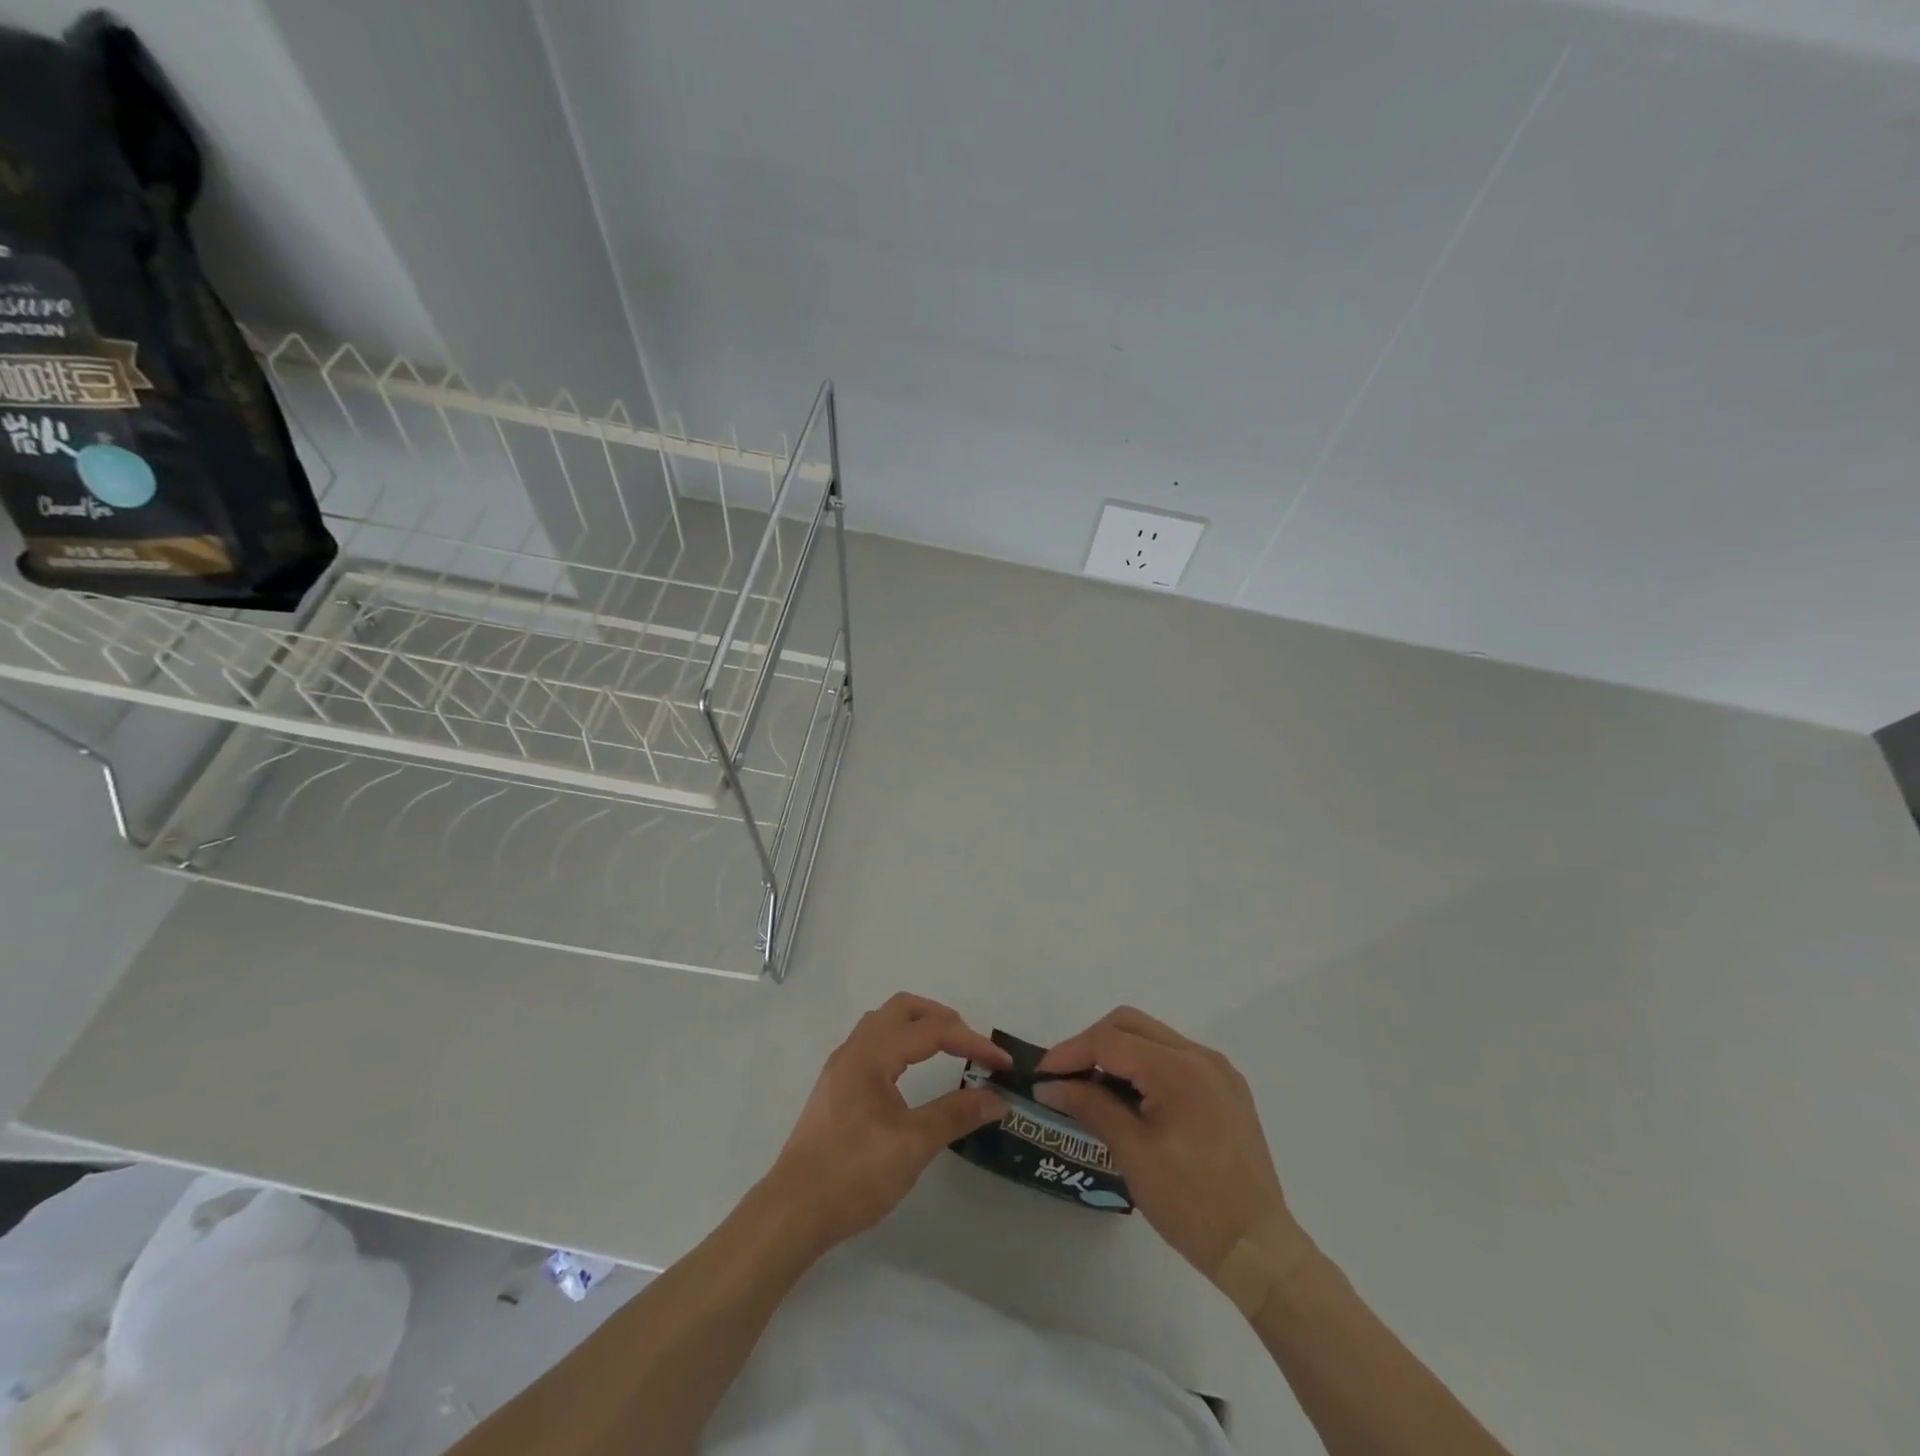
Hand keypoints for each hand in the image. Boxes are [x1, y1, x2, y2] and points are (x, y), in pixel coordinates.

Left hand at [766, 994, 1009, 1252]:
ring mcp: (841, 1068)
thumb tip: (998, 1098)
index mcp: (871, 1055)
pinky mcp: (836, 1088)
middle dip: (942, 1018)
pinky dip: (901, 1044)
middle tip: (972, 1045)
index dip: (971, 1042)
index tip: (1002, 1063)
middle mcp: (854, 1050)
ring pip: (884, 1024)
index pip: (930, 1031)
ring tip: (948, 1050)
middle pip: (902, 1009)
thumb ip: (956, 1114)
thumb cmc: (853, 1174)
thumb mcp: (913, 1145)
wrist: (792, 1213)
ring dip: (919, 1027)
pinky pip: (874, 1044)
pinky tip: (913, 1072)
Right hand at [1037, 1007, 1312, 1286]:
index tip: (1042, 1077)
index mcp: (1176, 1068)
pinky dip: (1146, 1065)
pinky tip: (1133, 1098)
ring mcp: (1217, 1070)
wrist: (1258, 1248)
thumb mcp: (1132, 1152)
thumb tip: (1050, 1086)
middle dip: (1092, 1044)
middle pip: (1130, 1024)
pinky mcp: (1227, 1088)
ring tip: (1093, 1087)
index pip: (1109, 1040)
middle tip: (1066, 1078)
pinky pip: (1176, 1057)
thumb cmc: (1190, 1203)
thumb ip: (1089, 1106)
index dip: (1069, 1053)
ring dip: (1119, 1052)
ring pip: (1153, 1037)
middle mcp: (1199, 1055)